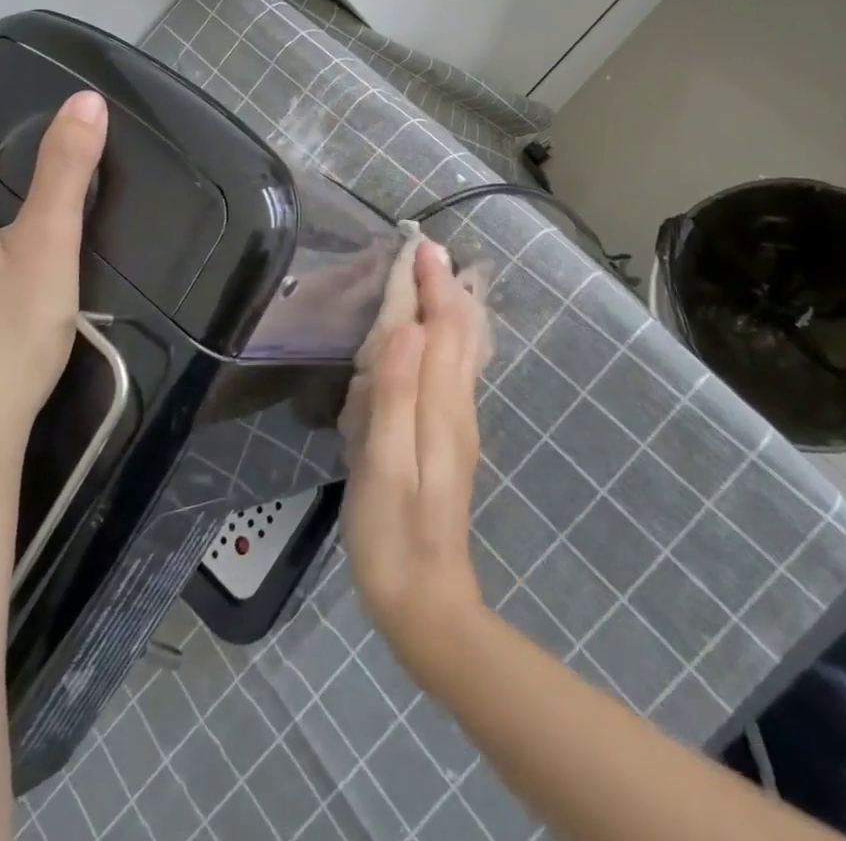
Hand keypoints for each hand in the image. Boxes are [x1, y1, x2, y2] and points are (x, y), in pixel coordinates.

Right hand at [342, 241, 491, 675]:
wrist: (426, 602)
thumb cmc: (392, 531)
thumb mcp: (382, 463)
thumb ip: (396, 393)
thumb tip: (406, 327)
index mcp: (439, 404)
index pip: (437, 327)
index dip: (427, 284)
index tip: (418, 244)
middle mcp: (456, 404)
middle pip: (458, 331)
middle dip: (445, 287)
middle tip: (429, 250)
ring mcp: (457, 423)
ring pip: (463, 350)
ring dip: (452, 307)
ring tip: (444, 277)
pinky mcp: (449, 439)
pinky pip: (456, 371)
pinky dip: (452, 338)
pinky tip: (443, 339)